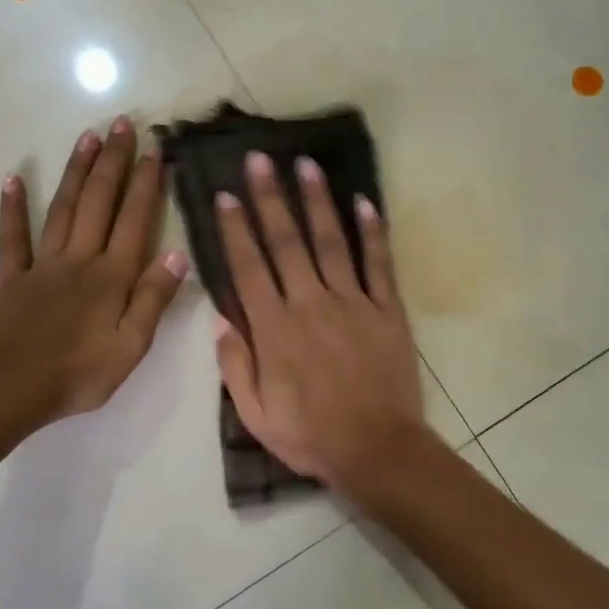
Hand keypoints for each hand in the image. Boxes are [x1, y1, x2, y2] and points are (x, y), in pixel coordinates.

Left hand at [0, 118, 187, 424]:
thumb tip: (178, 254)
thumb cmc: (81, 374)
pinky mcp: (13, 278)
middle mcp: (80, 259)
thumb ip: (153, 299)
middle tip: (123, 123)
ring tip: (88, 136)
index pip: (134, 220)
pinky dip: (12, 207)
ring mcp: (43, 265)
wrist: (15, 390)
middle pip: (99, 202)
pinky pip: (12, 237)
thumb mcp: (132, 346)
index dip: (146, 184)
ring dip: (77, 171)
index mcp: (112, 277)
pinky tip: (13, 177)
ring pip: (63, 208)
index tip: (156, 149)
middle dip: (113, 161)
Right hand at [213, 150, 426, 492]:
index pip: (248, 268)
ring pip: (330, 242)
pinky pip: (378, 264)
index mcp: (274, 329)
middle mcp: (310, 304)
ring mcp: (353, 303)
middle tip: (259, 158)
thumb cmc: (310, 437)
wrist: (378, 450)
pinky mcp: (387, 310)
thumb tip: (221, 319)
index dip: (235, 229)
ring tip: (306, 164)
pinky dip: (372, 232)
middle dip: (270, 197)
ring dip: (316, 201)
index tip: (225, 195)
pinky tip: (364, 202)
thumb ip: (235, 364)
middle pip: (286, 242)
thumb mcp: (255, 414)